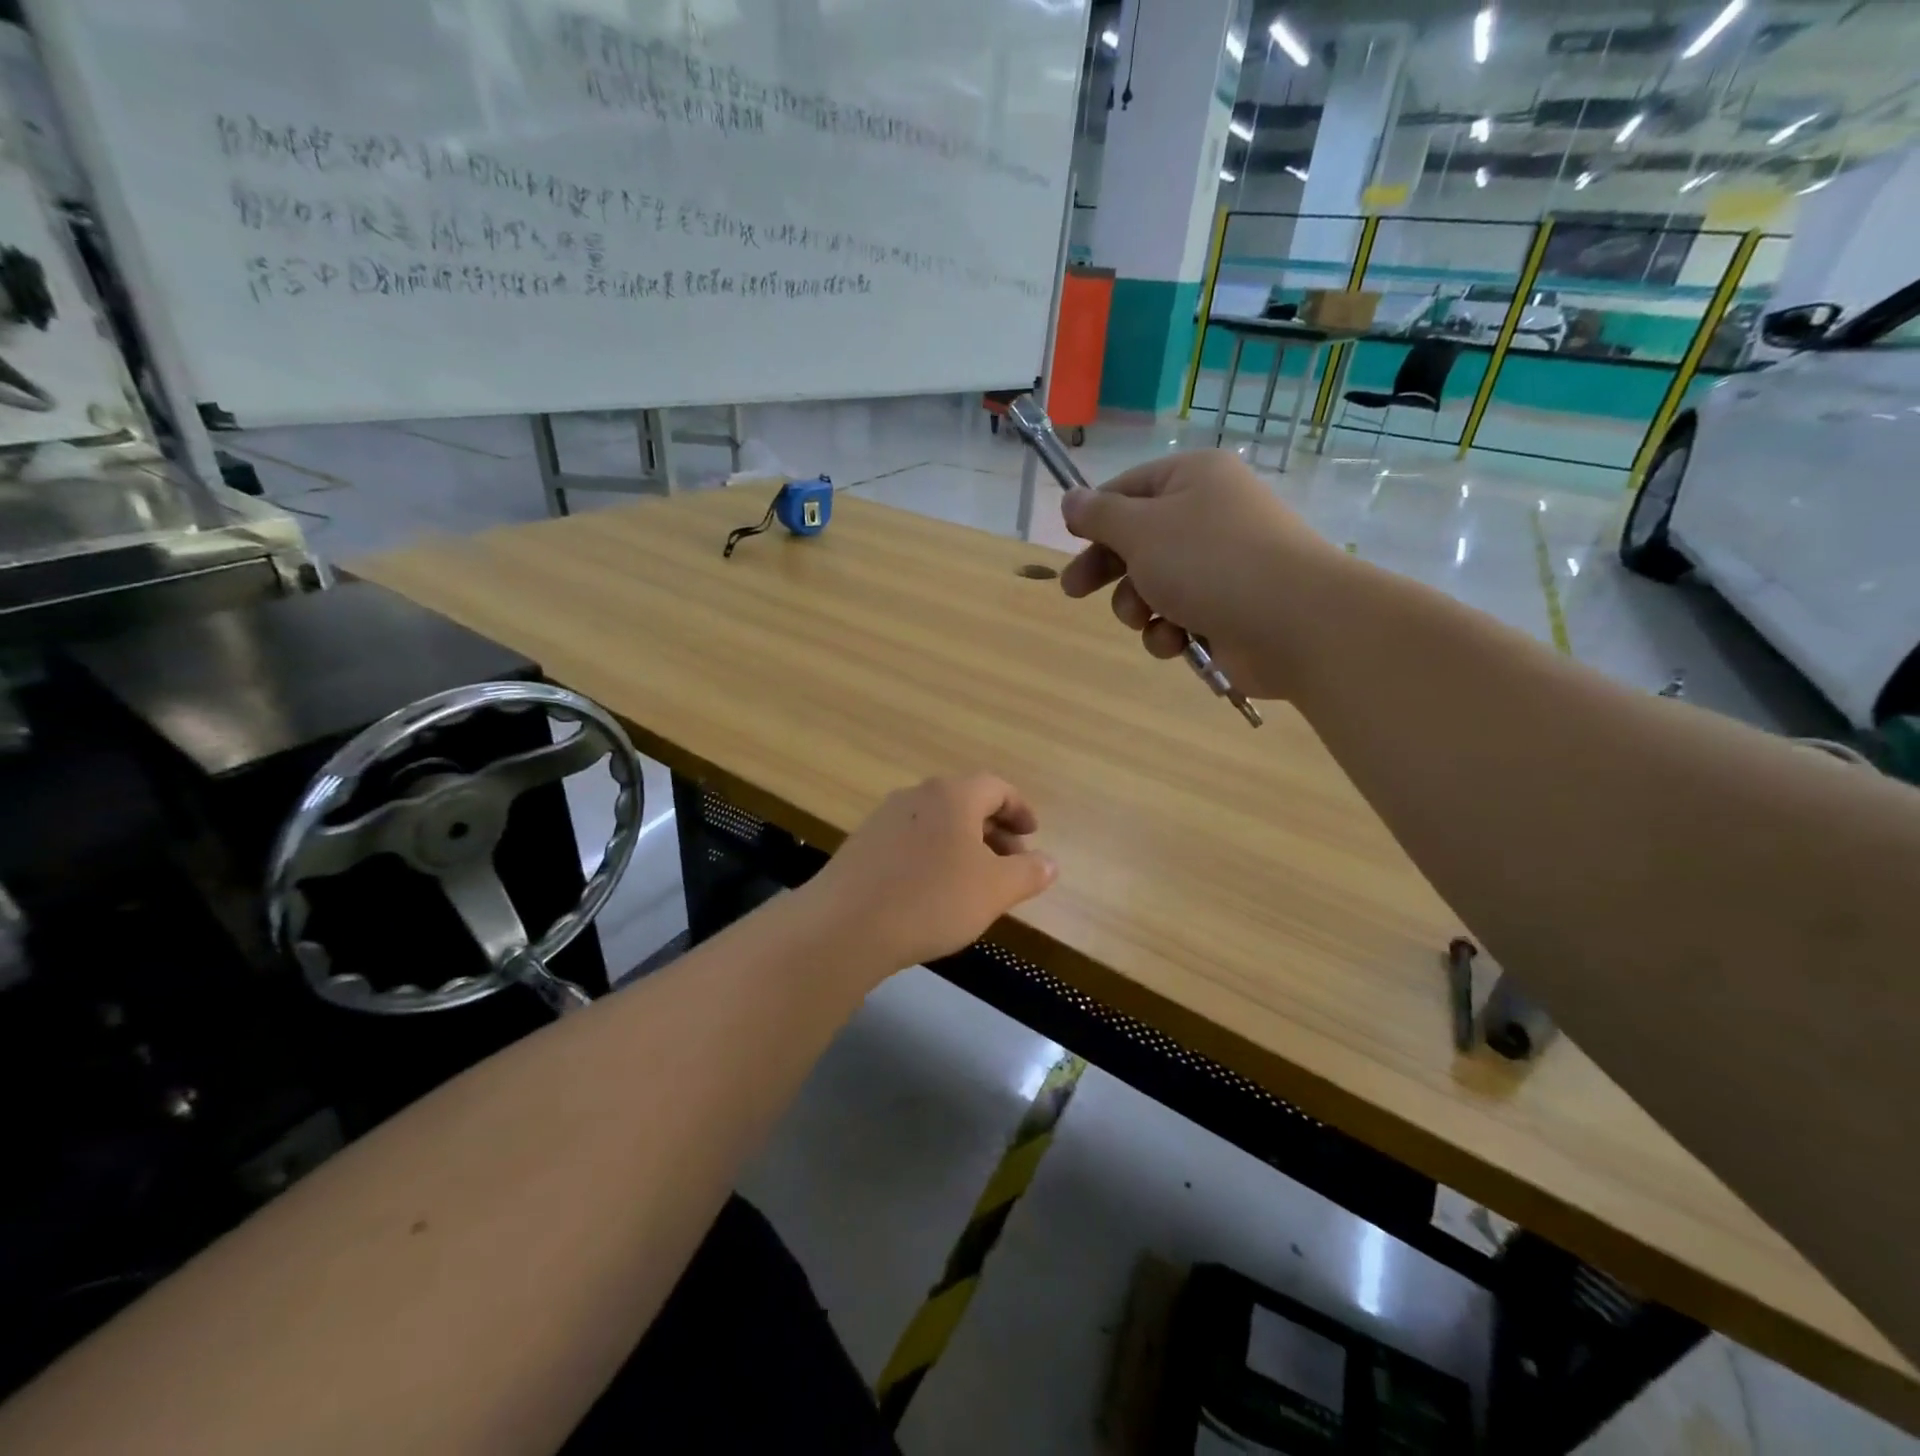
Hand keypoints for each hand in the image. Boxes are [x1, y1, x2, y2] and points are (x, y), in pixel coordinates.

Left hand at [803, 774, 1055, 973]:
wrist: (845, 925)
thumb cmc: (931, 900)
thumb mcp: (994, 890)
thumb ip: (1028, 873)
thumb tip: (1050, 862)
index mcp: (953, 795)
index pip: (997, 788)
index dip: (1020, 809)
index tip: (1033, 834)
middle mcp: (918, 795)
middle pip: (966, 802)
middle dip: (994, 830)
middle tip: (1011, 864)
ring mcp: (885, 817)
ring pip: (937, 822)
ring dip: (964, 844)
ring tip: (976, 881)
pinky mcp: (863, 843)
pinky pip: (912, 840)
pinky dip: (934, 855)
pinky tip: (934, 891)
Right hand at [1059, 450, 1338, 699]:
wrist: (1293, 623)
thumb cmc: (1210, 562)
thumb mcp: (1141, 529)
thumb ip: (1099, 515)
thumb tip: (1071, 499)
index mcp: (1193, 480)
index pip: (1129, 489)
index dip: (1096, 516)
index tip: (1069, 541)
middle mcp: (1207, 517)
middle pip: (1136, 541)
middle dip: (1107, 570)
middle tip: (1074, 591)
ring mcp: (1219, 568)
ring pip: (1152, 587)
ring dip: (1138, 607)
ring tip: (1147, 616)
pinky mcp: (1225, 612)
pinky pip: (1177, 619)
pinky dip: (1170, 632)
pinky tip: (1178, 640)